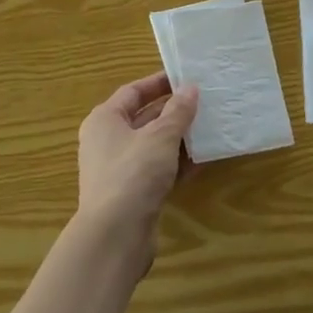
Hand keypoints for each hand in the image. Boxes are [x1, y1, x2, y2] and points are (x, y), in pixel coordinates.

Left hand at [75, 72, 198, 258]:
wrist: (115, 235)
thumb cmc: (133, 173)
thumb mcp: (161, 136)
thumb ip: (178, 111)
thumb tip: (190, 89)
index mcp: (105, 120)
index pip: (133, 92)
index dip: (159, 83)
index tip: (186, 77)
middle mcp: (107, 141)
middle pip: (143, 118)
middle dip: (173, 112)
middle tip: (203, 103)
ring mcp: (118, 169)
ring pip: (152, 146)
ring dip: (178, 139)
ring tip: (207, 129)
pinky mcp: (131, 193)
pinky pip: (156, 170)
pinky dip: (175, 165)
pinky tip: (201, 162)